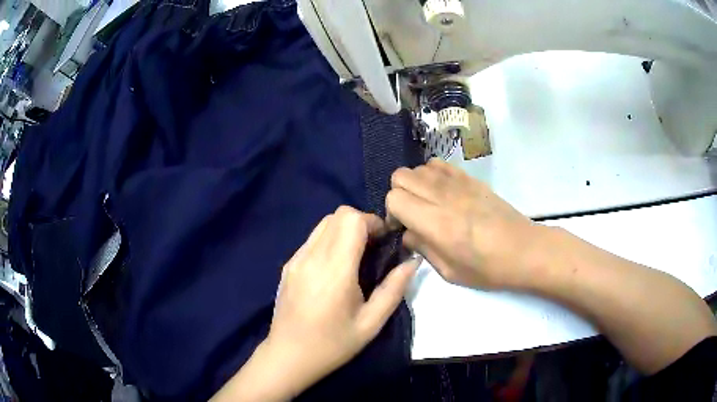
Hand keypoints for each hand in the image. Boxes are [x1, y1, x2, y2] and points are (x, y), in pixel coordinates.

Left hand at [263, 207, 419, 397]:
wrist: (289, 356)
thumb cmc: (333, 344)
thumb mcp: (371, 323)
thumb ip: (394, 289)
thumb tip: (412, 261)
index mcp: (334, 270)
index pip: (351, 219)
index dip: (373, 222)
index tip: (384, 241)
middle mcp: (311, 257)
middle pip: (338, 215)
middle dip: (361, 223)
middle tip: (373, 249)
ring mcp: (295, 259)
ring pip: (323, 224)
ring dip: (344, 230)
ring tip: (355, 257)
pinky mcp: (288, 265)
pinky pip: (312, 239)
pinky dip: (329, 240)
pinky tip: (334, 268)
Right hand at [387, 158, 546, 289]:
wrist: (524, 250)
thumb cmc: (488, 268)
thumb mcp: (449, 272)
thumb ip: (422, 248)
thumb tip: (408, 233)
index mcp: (435, 223)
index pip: (394, 198)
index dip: (392, 213)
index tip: (402, 227)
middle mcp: (442, 196)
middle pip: (400, 176)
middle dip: (399, 194)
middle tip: (412, 214)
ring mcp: (458, 183)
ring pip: (418, 167)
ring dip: (415, 184)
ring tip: (427, 203)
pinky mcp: (470, 178)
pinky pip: (439, 164)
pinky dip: (432, 174)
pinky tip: (442, 192)